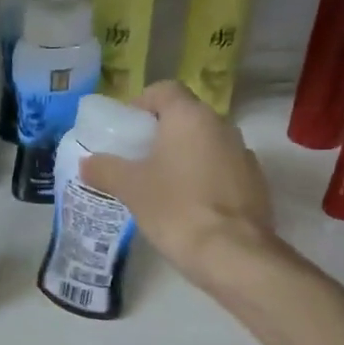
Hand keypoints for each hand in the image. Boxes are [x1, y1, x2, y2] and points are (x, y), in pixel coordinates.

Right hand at [80, 81, 277, 289]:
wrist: (232, 254)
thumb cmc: (175, 209)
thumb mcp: (130, 188)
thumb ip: (105, 169)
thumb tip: (87, 162)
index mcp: (190, 117)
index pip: (164, 90)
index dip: (142, 104)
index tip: (126, 130)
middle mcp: (222, 125)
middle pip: (186, 117)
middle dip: (161, 134)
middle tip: (138, 159)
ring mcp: (244, 154)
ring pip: (206, 144)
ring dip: (185, 156)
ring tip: (162, 185)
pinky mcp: (256, 183)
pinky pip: (223, 169)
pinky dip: (205, 178)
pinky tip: (190, 206)